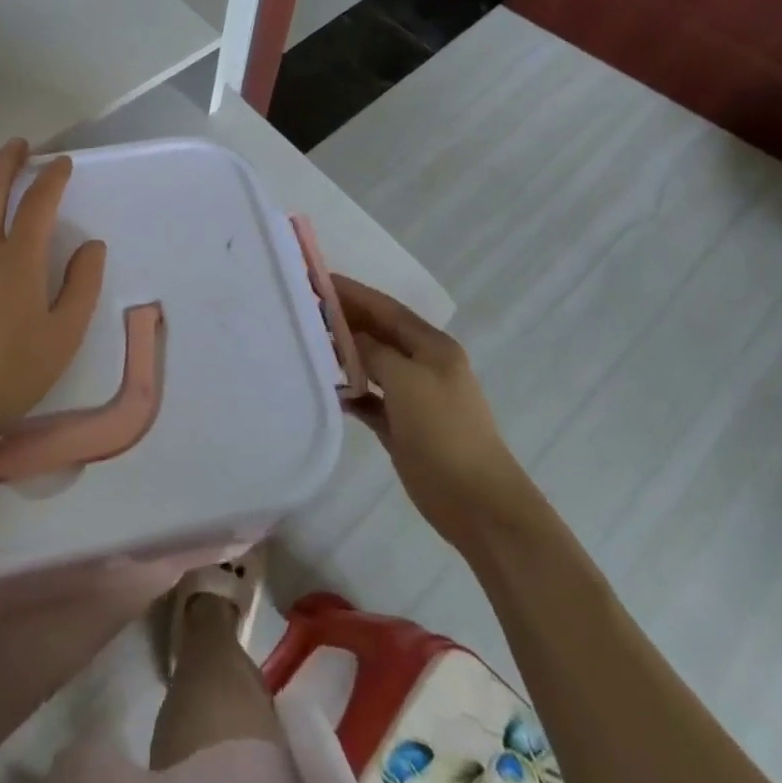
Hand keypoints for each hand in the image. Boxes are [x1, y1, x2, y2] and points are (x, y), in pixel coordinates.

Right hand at [333, 275, 530, 533]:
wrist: (477, 503)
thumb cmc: (443, 432)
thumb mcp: (407, 381)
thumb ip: (375, 352)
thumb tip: (350, 337)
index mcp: (433, 347)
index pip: (386, 308)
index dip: (353, 293)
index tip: (317, 279)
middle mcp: (423, 365)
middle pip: (379, 333)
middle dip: (345, 320)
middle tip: (304, 310)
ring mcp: (414, 397)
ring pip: (372, 365)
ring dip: (345, 354)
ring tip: (308, 343)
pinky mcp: (403, 426)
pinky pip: (370, 398)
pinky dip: (350, 392)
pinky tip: (326, 389)